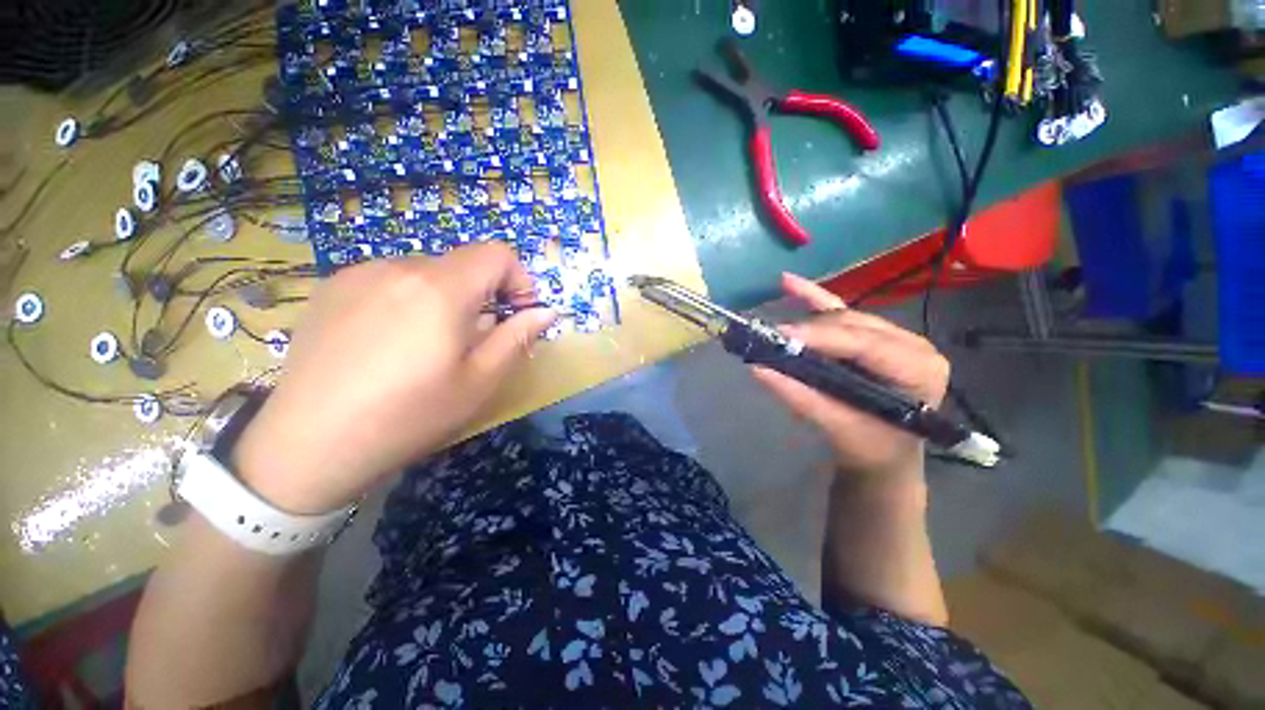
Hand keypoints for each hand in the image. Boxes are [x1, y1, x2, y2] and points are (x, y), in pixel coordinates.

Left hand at [232, 243, 555, 513]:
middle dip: (481, 296)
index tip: (516, 315)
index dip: (518, 280)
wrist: (307, 446)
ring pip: (425, 274)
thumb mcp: (480, 382)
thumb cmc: (408, 416)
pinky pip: (389, 281)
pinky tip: (387, 343)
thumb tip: (545, 312)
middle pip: (461, 265)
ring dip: (444, 300)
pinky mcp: (330, 288)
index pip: (496, 254)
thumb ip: (517, 338)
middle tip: (472, 342)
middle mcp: (398, 267)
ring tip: (426, 346)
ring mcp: (358, 274)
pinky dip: (407, 301)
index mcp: (440, 288)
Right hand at [751, 273, 949, 479]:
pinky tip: (789, 281)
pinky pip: (841, 309)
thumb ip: (800, 397)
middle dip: (810, 330)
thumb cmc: (870, 446)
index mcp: (919, 369)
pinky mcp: (872, 333)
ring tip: (777, 329)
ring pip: (843, 316)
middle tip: (772, 338)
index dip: (822, 337)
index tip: (780, 335)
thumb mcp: (838, 427)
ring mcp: (893, 334)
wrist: (885, 454)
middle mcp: (912, 344)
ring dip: (807, 319)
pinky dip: (813, 297)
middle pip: (853, 325)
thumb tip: (758, 369)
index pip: (866, 344)